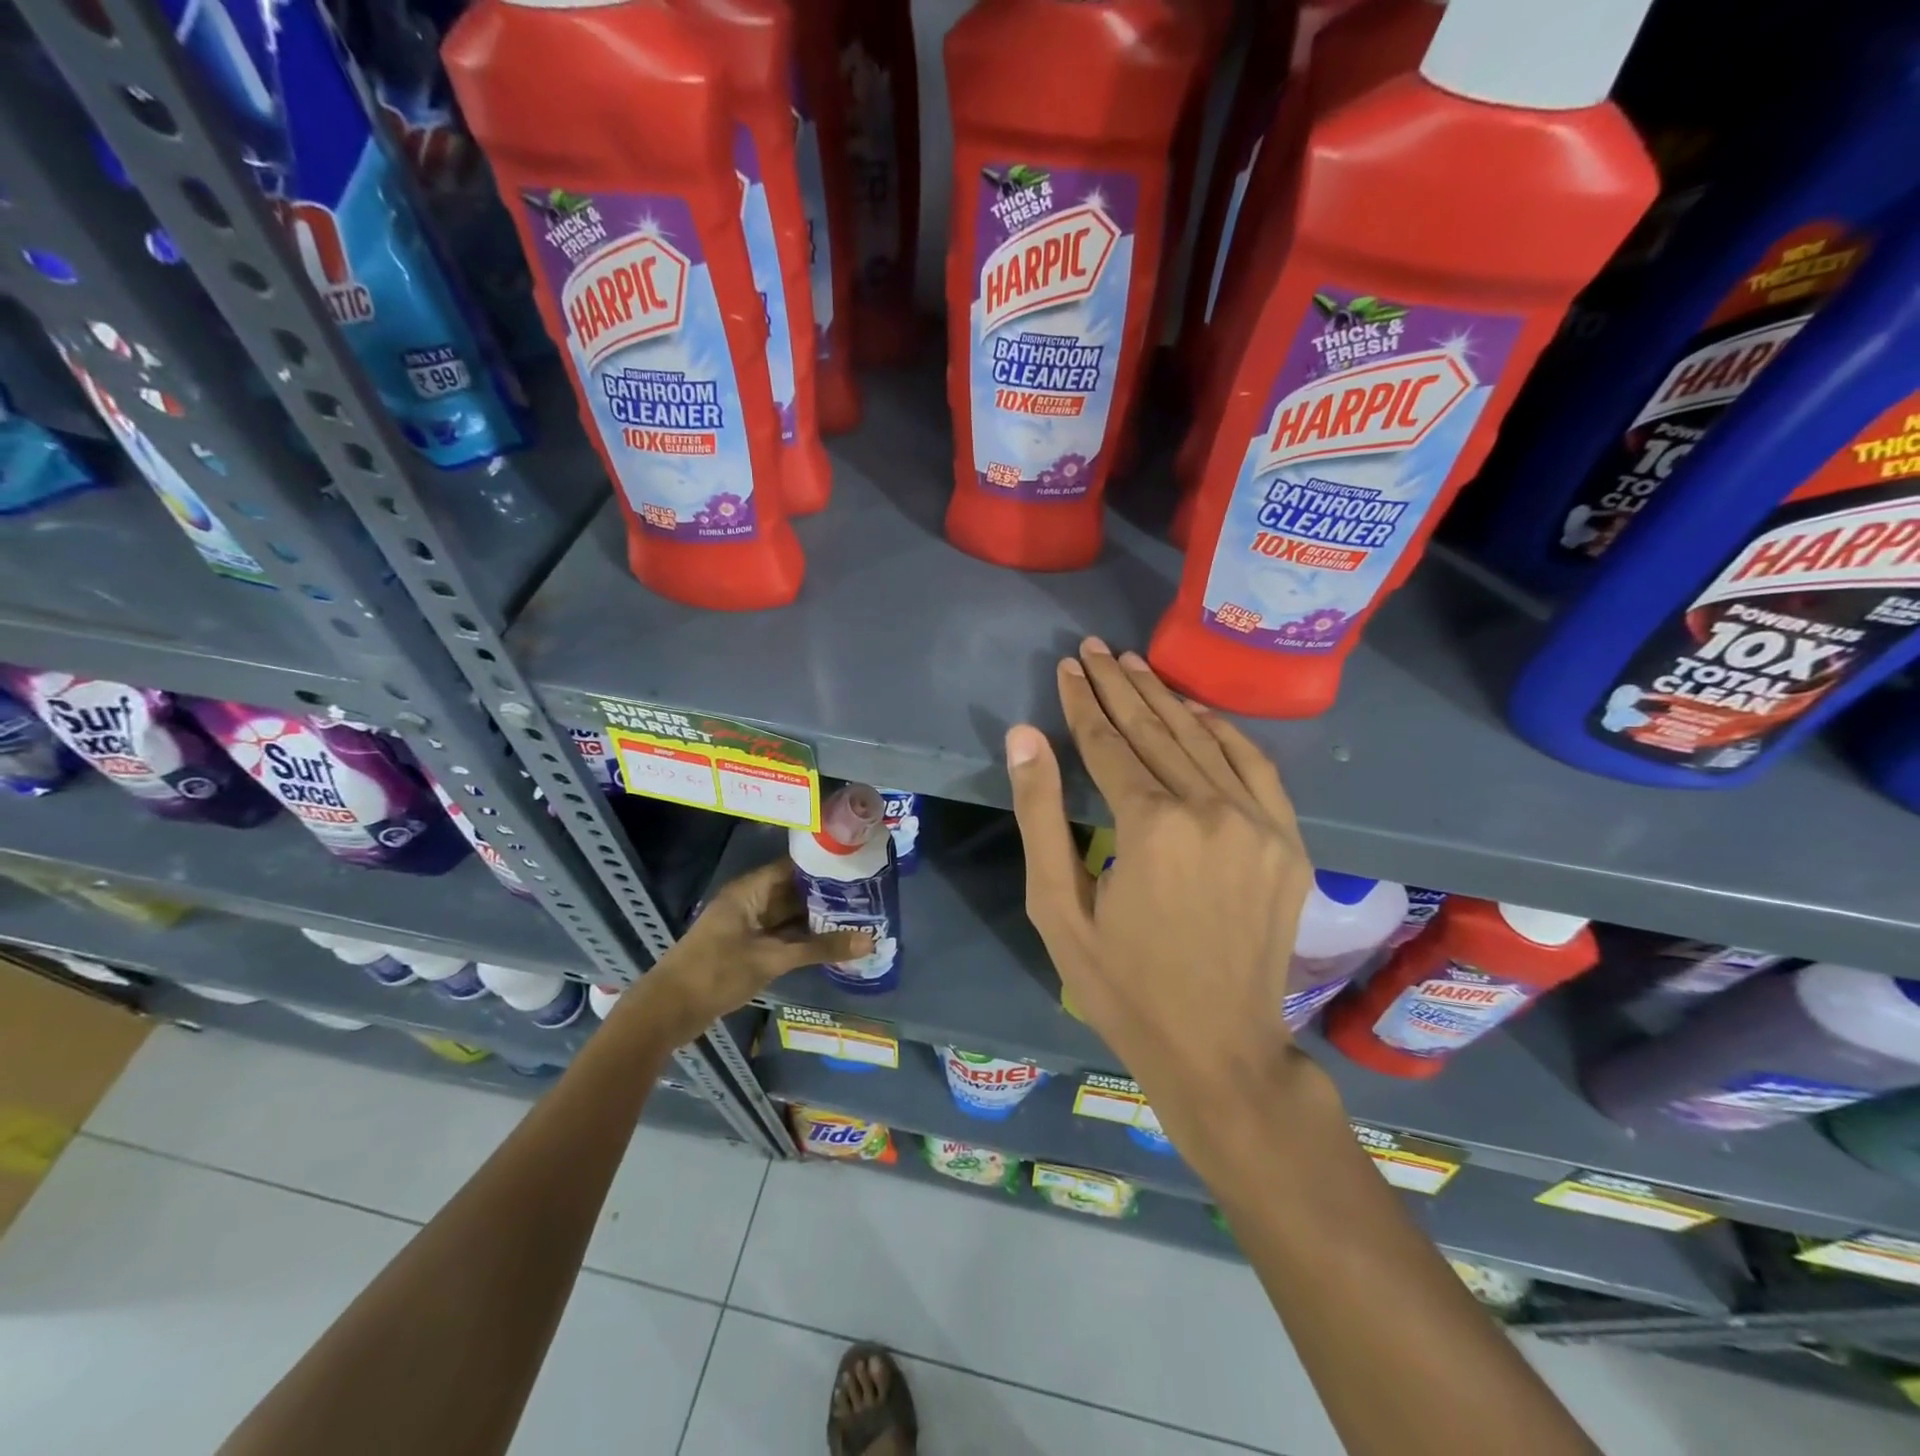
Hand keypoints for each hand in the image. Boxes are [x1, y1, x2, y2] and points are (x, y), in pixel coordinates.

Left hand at [629, 859, 872, 1045]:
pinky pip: (783, 935)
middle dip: (827, 895)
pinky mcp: (749, 947)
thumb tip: (870, 941)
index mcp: (750, 890)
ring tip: (859, 917)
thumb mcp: (772, 959)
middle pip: (794, 891)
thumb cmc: (716, 973)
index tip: (859, 868)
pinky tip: (833, 942)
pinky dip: (805, 939)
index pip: (794, 866)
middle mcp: (751, 901)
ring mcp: (749, 926)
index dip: (825, 866)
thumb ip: (820, 949)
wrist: (667, 1012)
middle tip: (868, 896)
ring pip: (790, 916)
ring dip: (818, 919)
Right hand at [1005, 639, 1313, 1155]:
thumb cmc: (1122, 986)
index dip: (1082, 702)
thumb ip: (1040, 816)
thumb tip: (1024, 736)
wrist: (1219, 1050)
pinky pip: (1255, 766)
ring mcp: (1259, 823)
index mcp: (1152, 827)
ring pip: (1204, 740)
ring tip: (1134, 664)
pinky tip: (1196, 711)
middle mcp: (1212, 810)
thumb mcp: (1057, 909)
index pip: (1108, 744)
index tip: (1069, 665)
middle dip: (1119, 686)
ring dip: (1165, 699)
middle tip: (1096, 648)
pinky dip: (1223, 731)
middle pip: (1155, 730)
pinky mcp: (1288, 841)